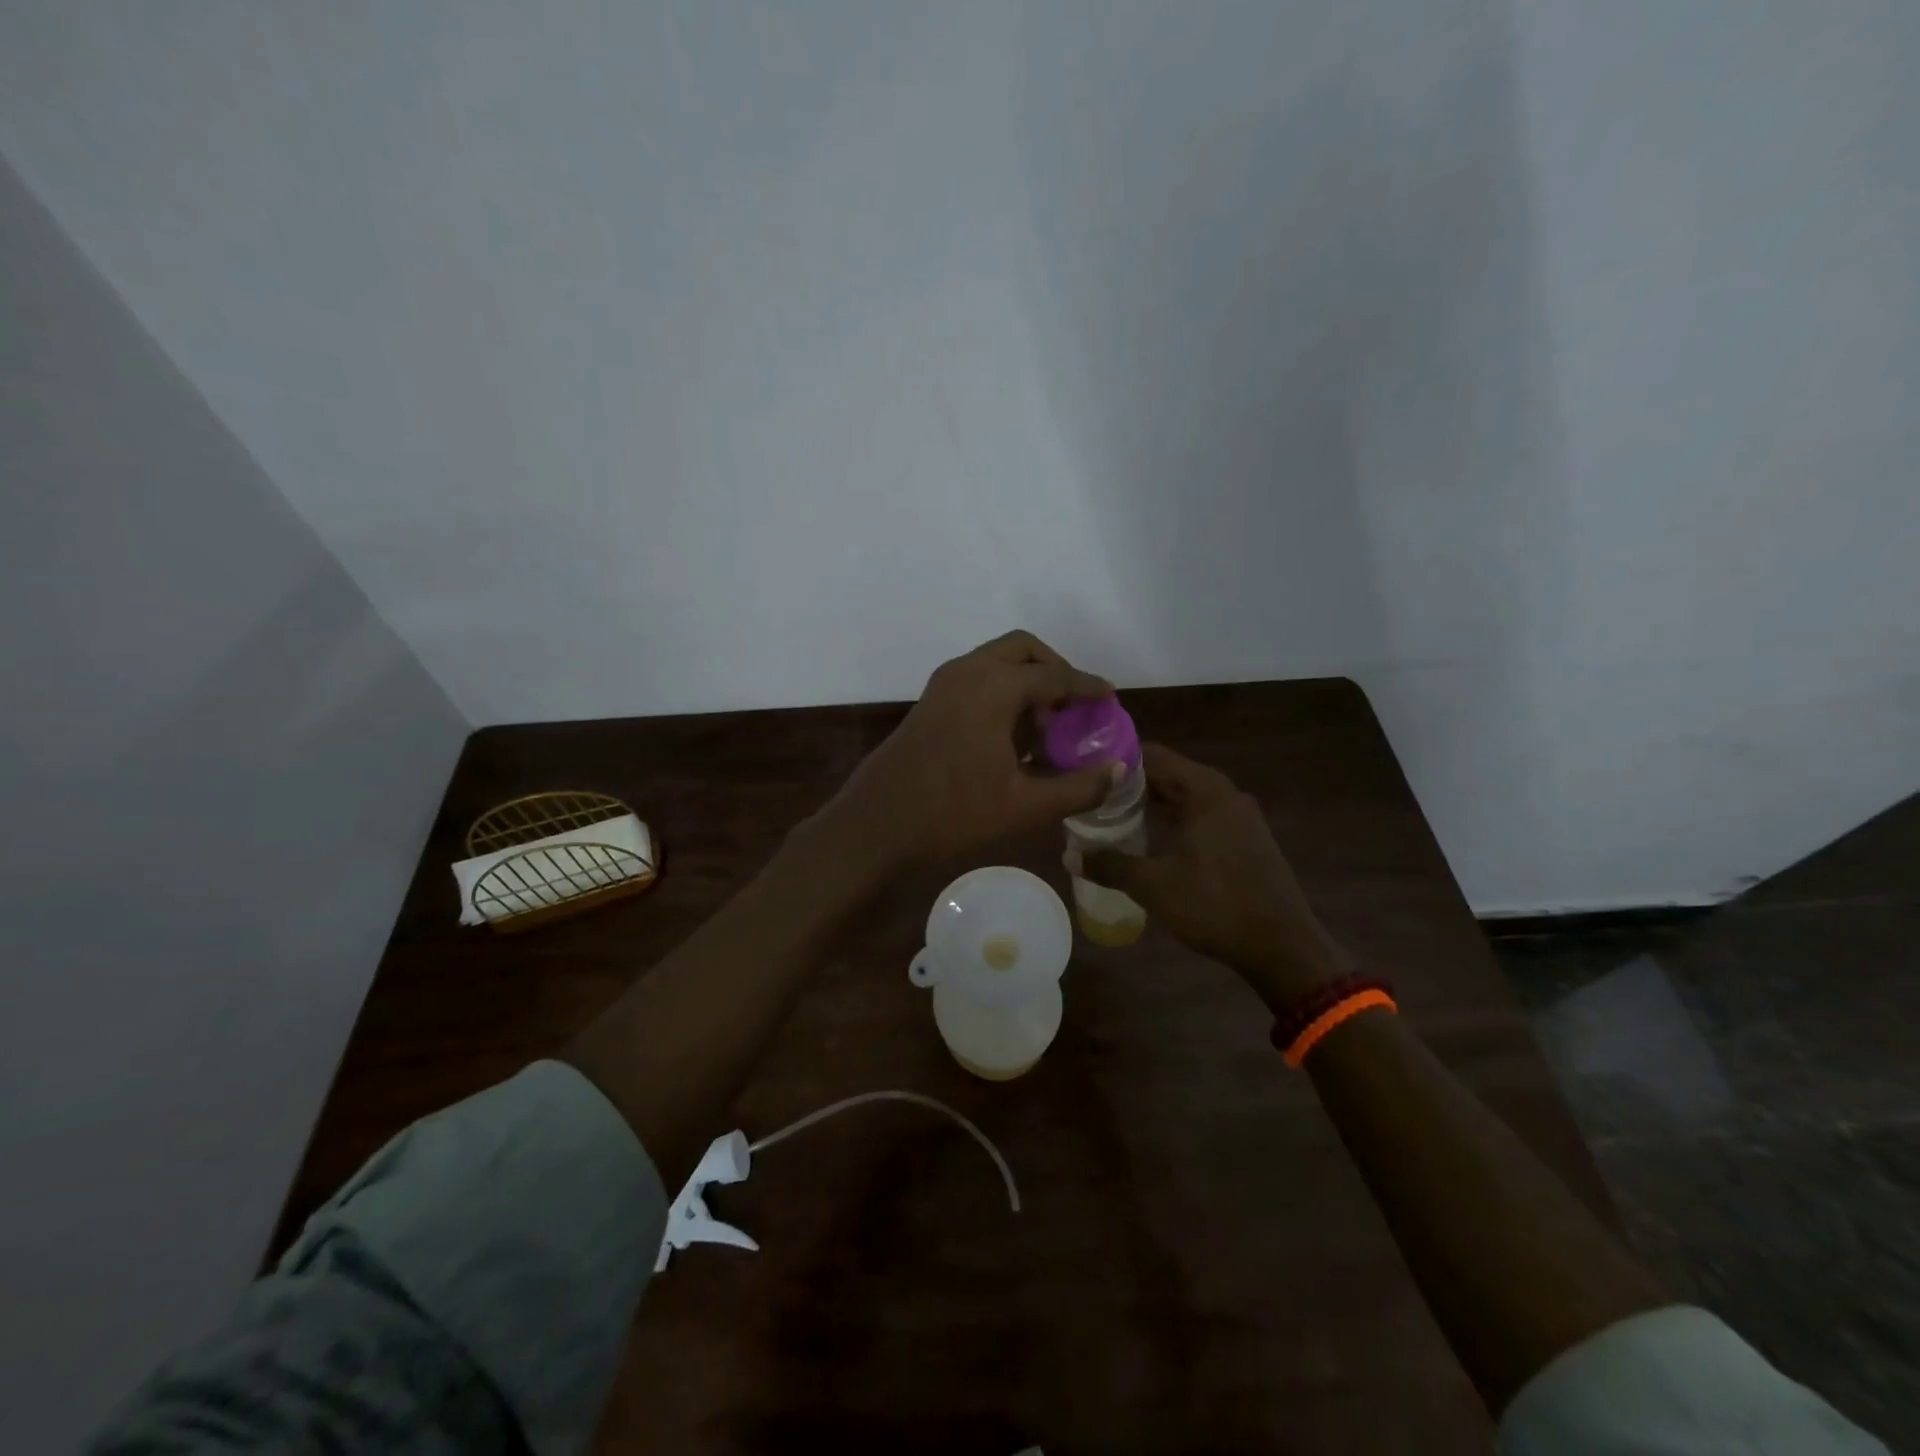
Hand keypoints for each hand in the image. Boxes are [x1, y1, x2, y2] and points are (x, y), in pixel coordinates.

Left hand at [816, 631, 1122, 871]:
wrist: (876, 825)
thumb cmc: (952, 814)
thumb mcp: (1024, 808)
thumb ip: (1078, 787)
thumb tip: (1117, 770)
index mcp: (993, 687)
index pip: (1054, 675)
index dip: (1087, 687)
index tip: (1110, 698)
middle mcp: (967, 672)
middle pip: (1023, 649)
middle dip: (1054, 669)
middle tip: (1074, 706)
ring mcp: (943, 684)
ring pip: (996, 660)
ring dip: (1026, 679)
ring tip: (1047, 724)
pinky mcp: (929, 702)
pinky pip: (977, 677)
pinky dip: (1002, 689)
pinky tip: (1012, 734)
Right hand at [1076, 743, 1350, 1005]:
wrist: (1282, 947)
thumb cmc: (1215, 905)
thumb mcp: (1153, 885)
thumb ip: (1110, 865)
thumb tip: (1069, 857)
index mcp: (1205, 790)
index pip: (1153, 756)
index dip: (1117, 760)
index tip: (1085, 769)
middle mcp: (1224, 793)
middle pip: (1169, 774)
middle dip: (1130, 784)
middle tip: (1091, 794)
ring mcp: (1239, 816)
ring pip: (1185, 796)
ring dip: (1151, 803)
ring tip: (1110, 814)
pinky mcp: (1245, 838)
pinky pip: (1201, 815)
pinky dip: (1173, 819)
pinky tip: (1148, 838)